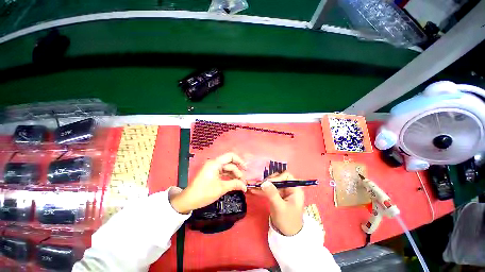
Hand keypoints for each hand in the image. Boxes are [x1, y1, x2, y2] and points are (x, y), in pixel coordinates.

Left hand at [170, 153, 246, 213]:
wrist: (188, 200)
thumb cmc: (204, 193)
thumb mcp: (221, 188)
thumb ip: (234, 184)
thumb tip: (245, 186)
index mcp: (215, 163)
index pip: (230, 156)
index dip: (240, 161)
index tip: (246, 169)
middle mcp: (214, 163)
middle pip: (230, 163)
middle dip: (237, 171)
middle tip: (243, 181)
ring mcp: (212, 168)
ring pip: (227, 168)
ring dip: (234, 175)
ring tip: (240, 183)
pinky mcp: (212, 173)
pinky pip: (223, 172)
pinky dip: (229, 177)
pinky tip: (234, 182)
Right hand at [251, 172, 304, 235]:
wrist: (287, 235)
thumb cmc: (287, 221)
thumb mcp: (279, 207)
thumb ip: (272, 194)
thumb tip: (264, 182)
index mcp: (295, 189)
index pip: (286, 176)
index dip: (277, 177)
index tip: (268, 183)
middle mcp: (289, 188)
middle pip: (278, 178)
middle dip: (268, 181)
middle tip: (259, 185)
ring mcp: (283, 191)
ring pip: (272, 183)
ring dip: (263, 185)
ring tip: (254, 187)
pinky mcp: (277, 195)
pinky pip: (269, 189)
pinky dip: (262, 190)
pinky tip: (254, 190)